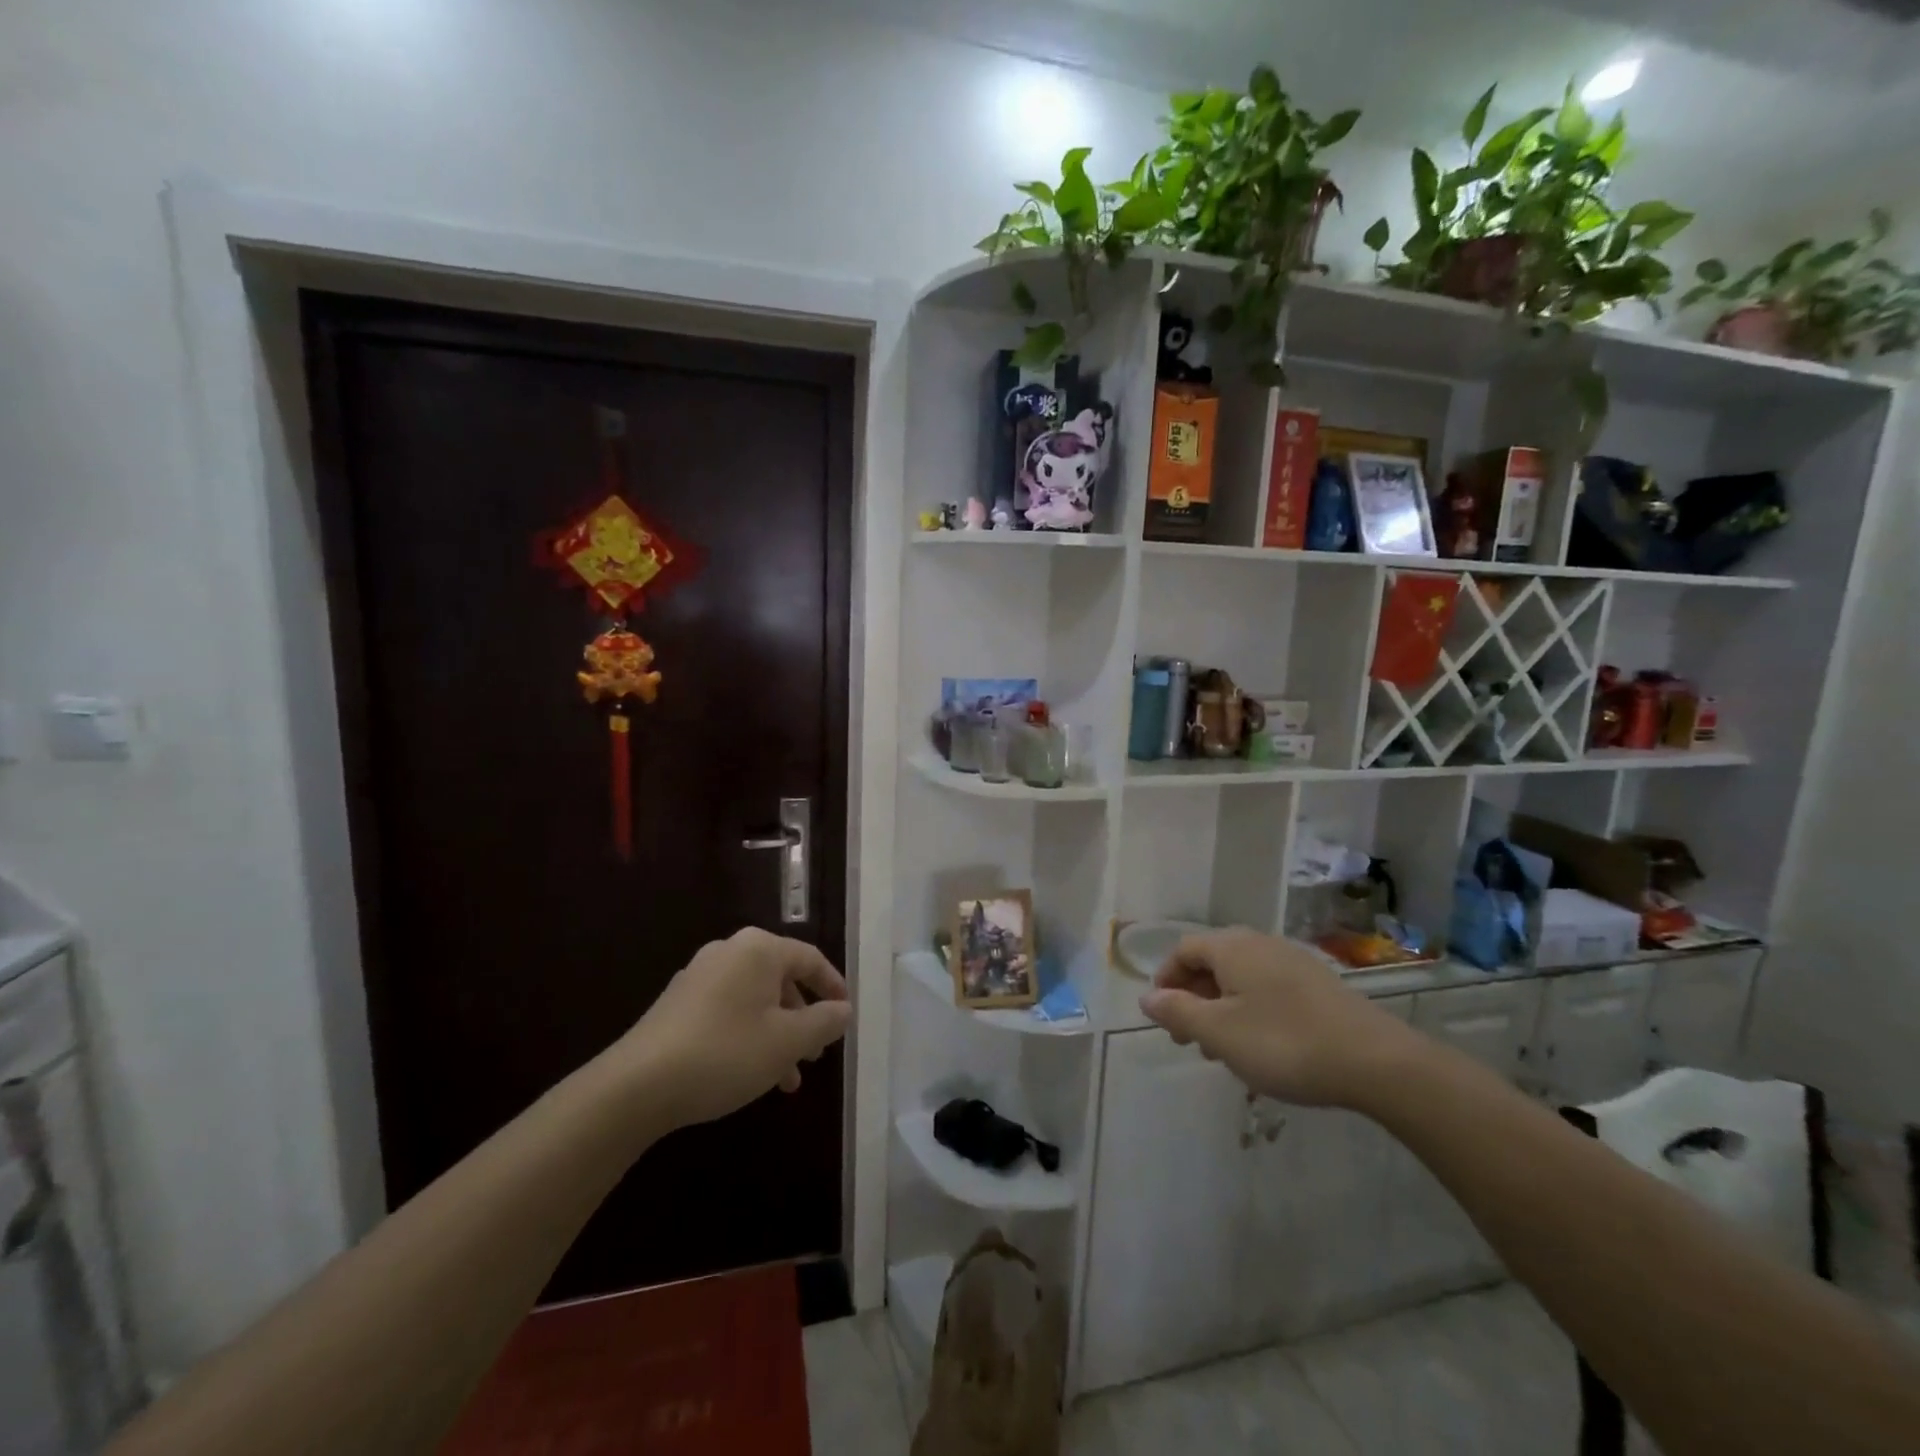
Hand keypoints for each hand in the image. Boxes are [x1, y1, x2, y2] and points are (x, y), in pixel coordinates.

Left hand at [622, 928, 852, 1127]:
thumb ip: (823, 1022)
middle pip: (781, 979)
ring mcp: (699, 976)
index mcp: (759, 949)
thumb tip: (843, 1009)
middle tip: (817, 1054)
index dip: (833, 987)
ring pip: (755, 1000)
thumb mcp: (787, 1041)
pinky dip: (749, 1034)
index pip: (810, 959)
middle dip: (804, 1018)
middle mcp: (729, 952)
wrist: (637, 1086)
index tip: (846, 1016)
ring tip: (787, 1079)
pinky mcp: (678, 1004)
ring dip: (777, 1034)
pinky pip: (729, 1010)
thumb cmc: (726, 1053)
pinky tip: (751, 1072)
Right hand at [1139, 929, 1421, 1108]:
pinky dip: (1250, 1009)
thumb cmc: (1285, 1043)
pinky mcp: (1318, 984)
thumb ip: (1178, 1012)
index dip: (1166, 980)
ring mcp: (1293, 961)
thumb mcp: (1220, 1033)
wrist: (1376, 1062)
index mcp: (1231, 947)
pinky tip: (1260, 1045)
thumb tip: (1147, 997)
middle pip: (1212, 961)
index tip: (1161, 1016)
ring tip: (1221, 1049)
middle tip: (1187, 1038)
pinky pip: (1268, 988)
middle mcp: (1259, 943)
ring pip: (1241, 977)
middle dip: (1193, 997)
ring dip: (1221, 1007)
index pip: (1183, 950)